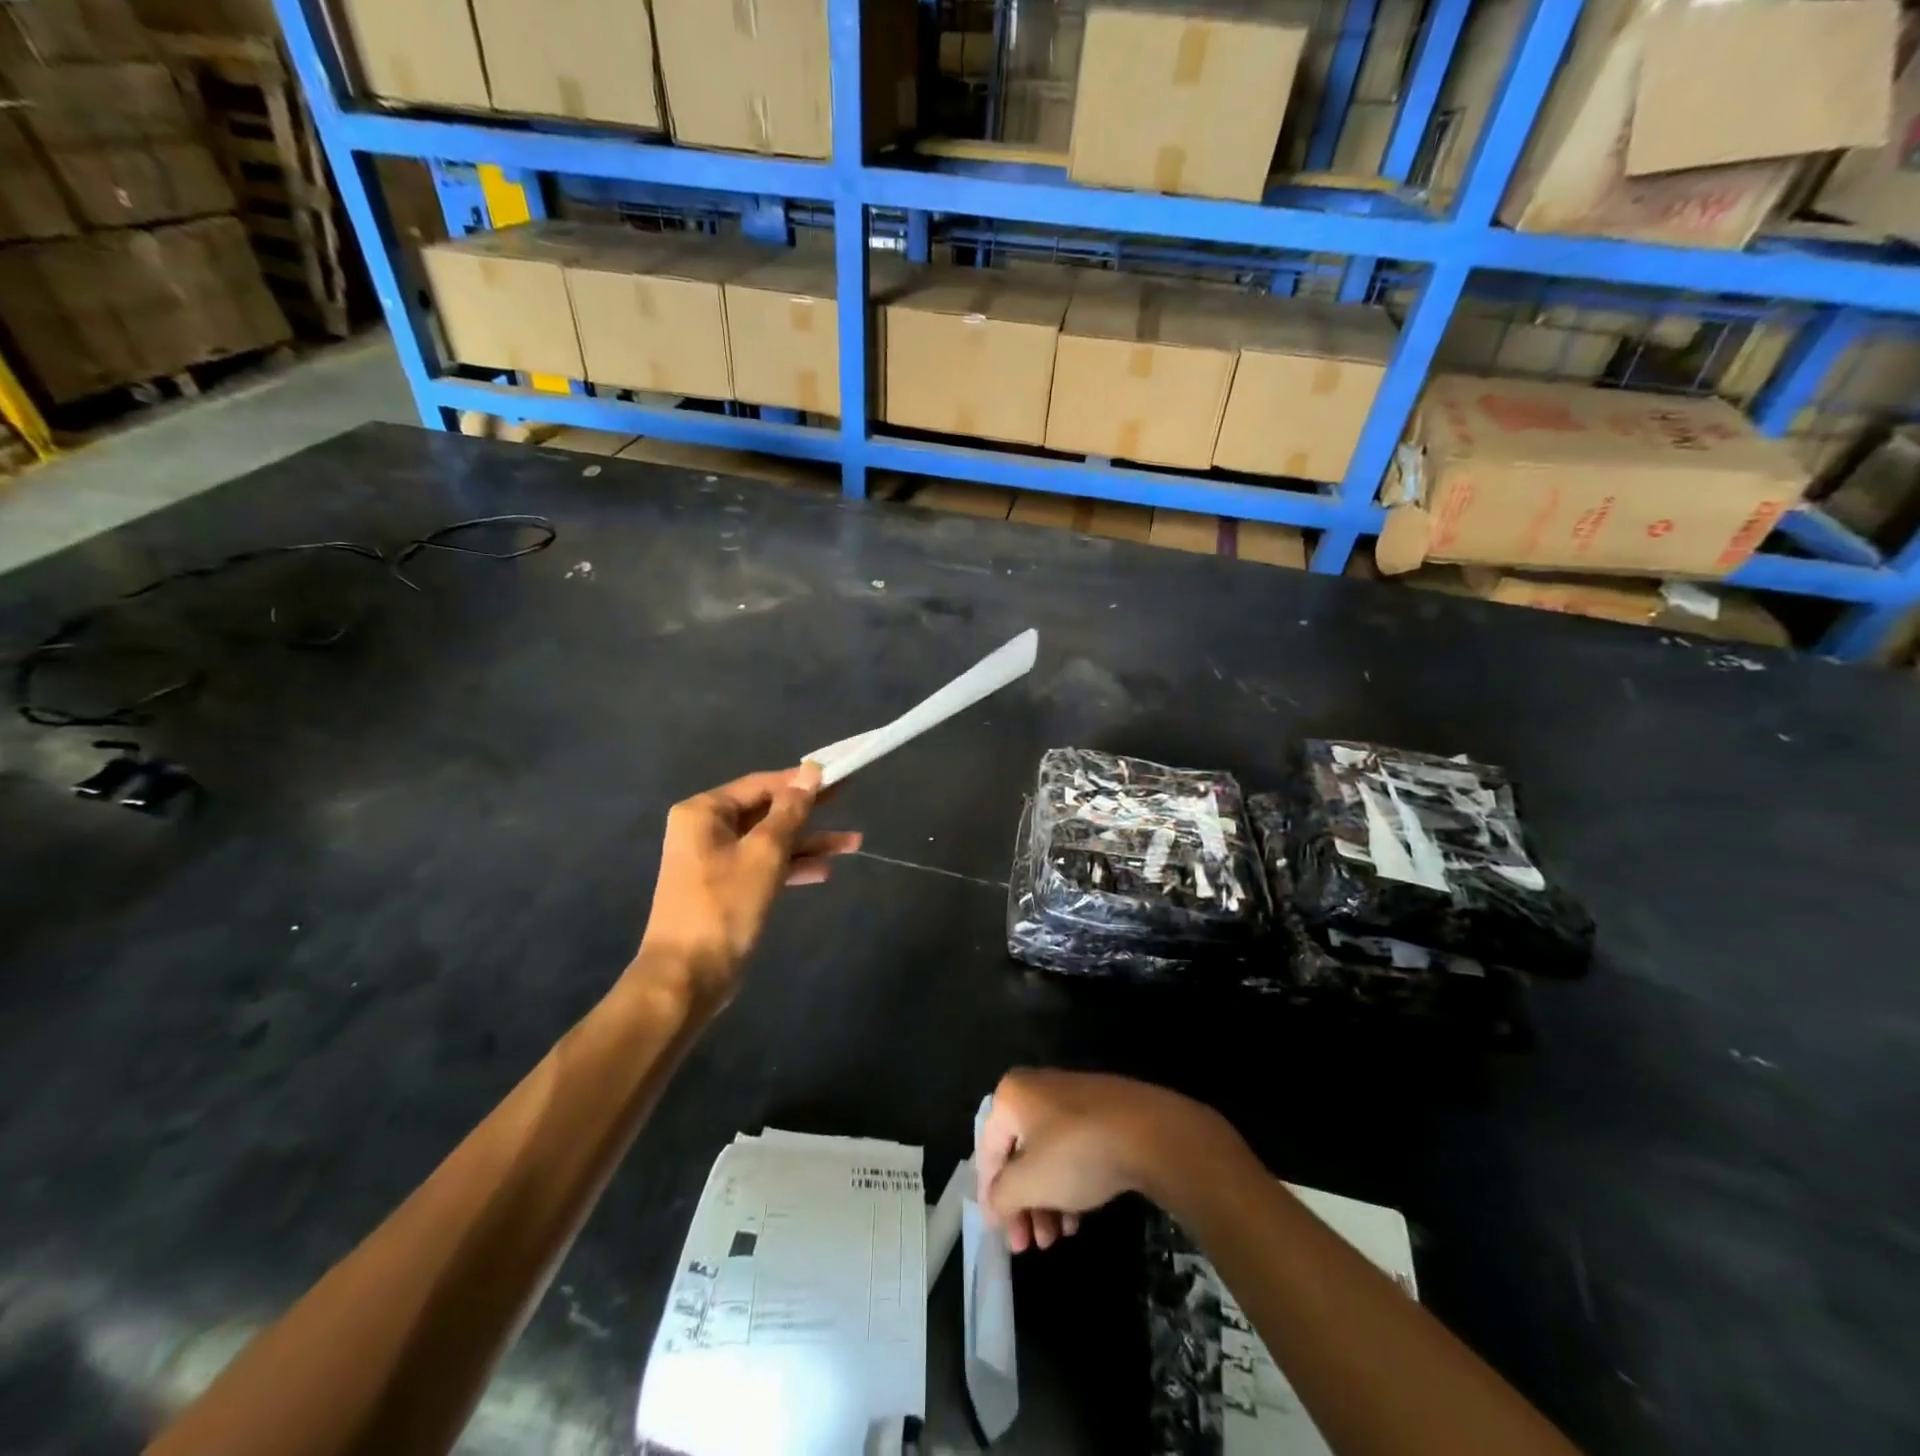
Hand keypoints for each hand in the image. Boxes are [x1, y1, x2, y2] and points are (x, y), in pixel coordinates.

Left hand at [635, 763, 860, 1005]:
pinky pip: (764, 866)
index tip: (837, 777)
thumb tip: (811, 770)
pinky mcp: (727, 889)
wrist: (687, 976)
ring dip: (809, 842)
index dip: (800, 781)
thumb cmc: (724, 905)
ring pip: (770, 841)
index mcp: (704, 813)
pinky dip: (792, 866)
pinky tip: (825, 871)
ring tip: (854, 843)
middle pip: (767, 811)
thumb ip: (791, 810)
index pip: (761, 784)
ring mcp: (715, 861)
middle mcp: (706, 830)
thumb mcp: (765, 852)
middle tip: (847, 799)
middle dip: (809, 812)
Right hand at [977, 1070, 1242, 1252]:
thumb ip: (1002, 1196)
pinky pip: (1074, 1149)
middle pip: (1019, 1154)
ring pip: (1048, 1156)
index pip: (988, 1150)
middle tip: (1028, 1246)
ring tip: (1057, 1238)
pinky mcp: (1101, 1112)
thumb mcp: (1029, 1182)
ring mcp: (1072, 1099)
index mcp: (1012, 1095)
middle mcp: (1038, 1089)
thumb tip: (993, 1205)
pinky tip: (1079, 1219)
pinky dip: (1070, 1183)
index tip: (999, 1234)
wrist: (1150, 1131)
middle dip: (1023, 1204)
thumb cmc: (1077, 1153)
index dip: (990, 1195)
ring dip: (1046, 1201)